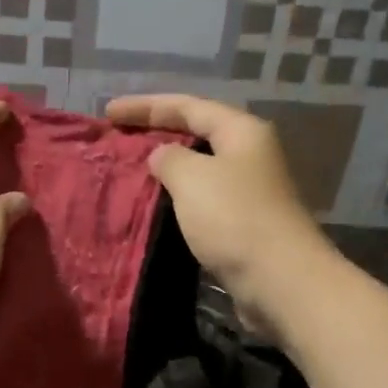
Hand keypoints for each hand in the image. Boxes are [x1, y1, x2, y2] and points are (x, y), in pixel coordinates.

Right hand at [105, 94, 330, 330]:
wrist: (279, 281)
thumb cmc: (233, 219)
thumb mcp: (192, 178)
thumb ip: (169, 158)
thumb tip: (162, 157)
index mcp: (241, 132)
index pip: (188, 106)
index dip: (145, 106)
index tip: (108, 113)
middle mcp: (249, 155)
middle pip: (196, 134)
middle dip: (156, 134)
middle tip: (117, 138)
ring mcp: (248, 191)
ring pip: (198, 170)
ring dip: (166, 169)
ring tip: (130, 173)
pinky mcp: (242, 225)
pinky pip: (201, 201)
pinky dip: (176, 199)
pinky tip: (154, 208)